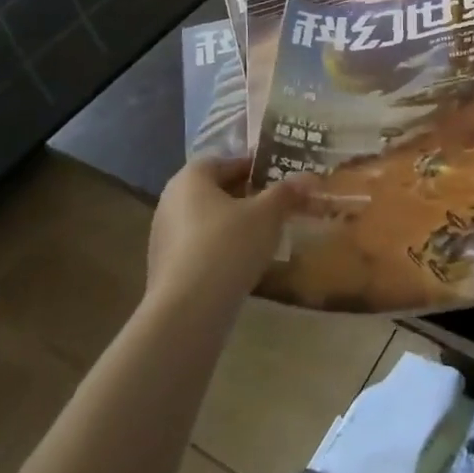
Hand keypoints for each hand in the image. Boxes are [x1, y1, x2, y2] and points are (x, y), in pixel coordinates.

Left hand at [148, 156, 315, 309]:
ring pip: (207, 220)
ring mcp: (163, 236)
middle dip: (246, 197)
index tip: (279, 180)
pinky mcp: (165, 268)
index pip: (226, 161)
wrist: (187, 312)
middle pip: (215, 190)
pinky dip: (220, 249)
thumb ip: (287, 192)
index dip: (254, 168)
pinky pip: (199, 247)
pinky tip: (241, 264)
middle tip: (275, 207)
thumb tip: (309, 177)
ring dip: (233, 225)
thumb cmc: (228, 246)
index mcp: (191, 178)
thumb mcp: (267, 214)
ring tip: (263, 237)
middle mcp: (171, 200)